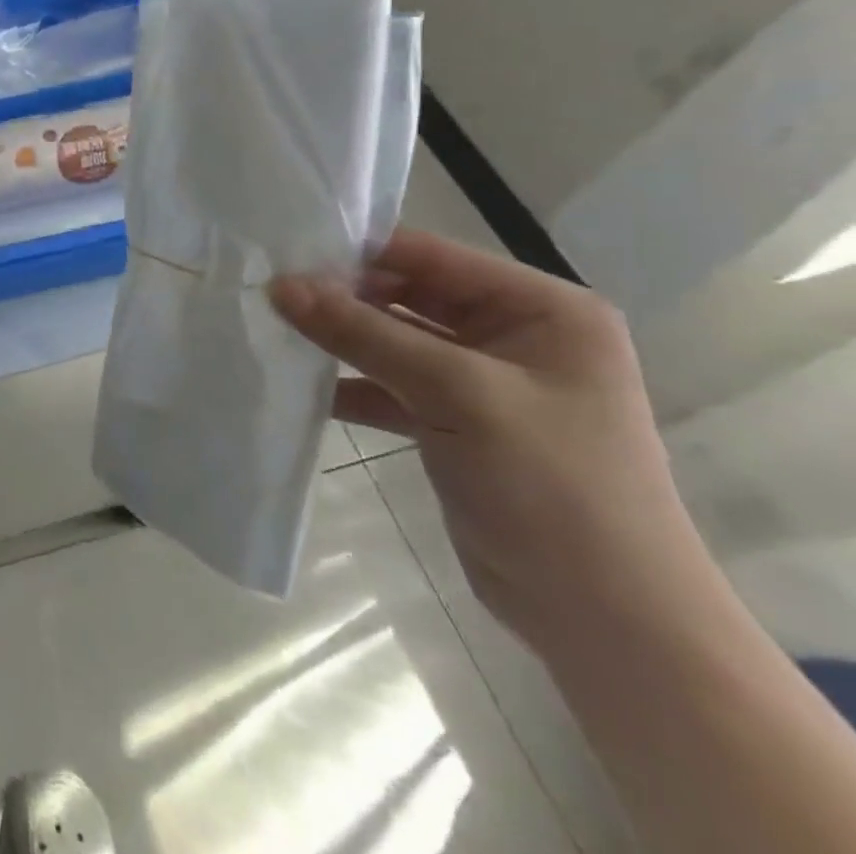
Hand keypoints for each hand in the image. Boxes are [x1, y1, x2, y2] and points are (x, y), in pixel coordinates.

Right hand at [269, 229, 705, 653]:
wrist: (607, 623)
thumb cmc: (553, 486)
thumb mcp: (456, 394)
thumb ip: (364, 333)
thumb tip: (280, 285)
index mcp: (542, 310)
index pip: (431, 256)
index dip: (357, 252)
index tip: (283, 255)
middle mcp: (514, 335)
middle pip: (407, 294)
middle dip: (341, 296)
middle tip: (268, 294)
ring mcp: (483, 382)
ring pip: (392, 340)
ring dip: (338, 339)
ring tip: (271, 330)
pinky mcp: (455, 423)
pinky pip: (389, 384)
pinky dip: (348, 383)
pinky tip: (299, 383)